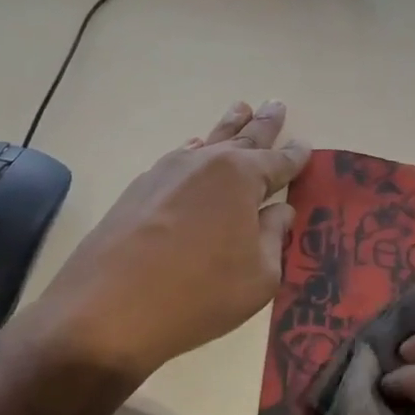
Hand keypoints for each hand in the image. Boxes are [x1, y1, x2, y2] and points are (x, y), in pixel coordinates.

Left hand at [27, 100, 307, 379]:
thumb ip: (273, 237)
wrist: (108, 310)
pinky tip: (194, 148)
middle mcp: (204, 163)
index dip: (295, 156)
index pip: (278, 162)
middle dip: (263, 124)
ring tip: (241, 109)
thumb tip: (279, 211)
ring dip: (227, 127)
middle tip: (276, 103)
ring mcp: (166, 173)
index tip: (306, 145)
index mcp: (241, 177)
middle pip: (242, 138)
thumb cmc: (199, 293)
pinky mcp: (138, 190)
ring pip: (206, 142)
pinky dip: (193, 151)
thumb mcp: (259, 276)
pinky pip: (177, 159)